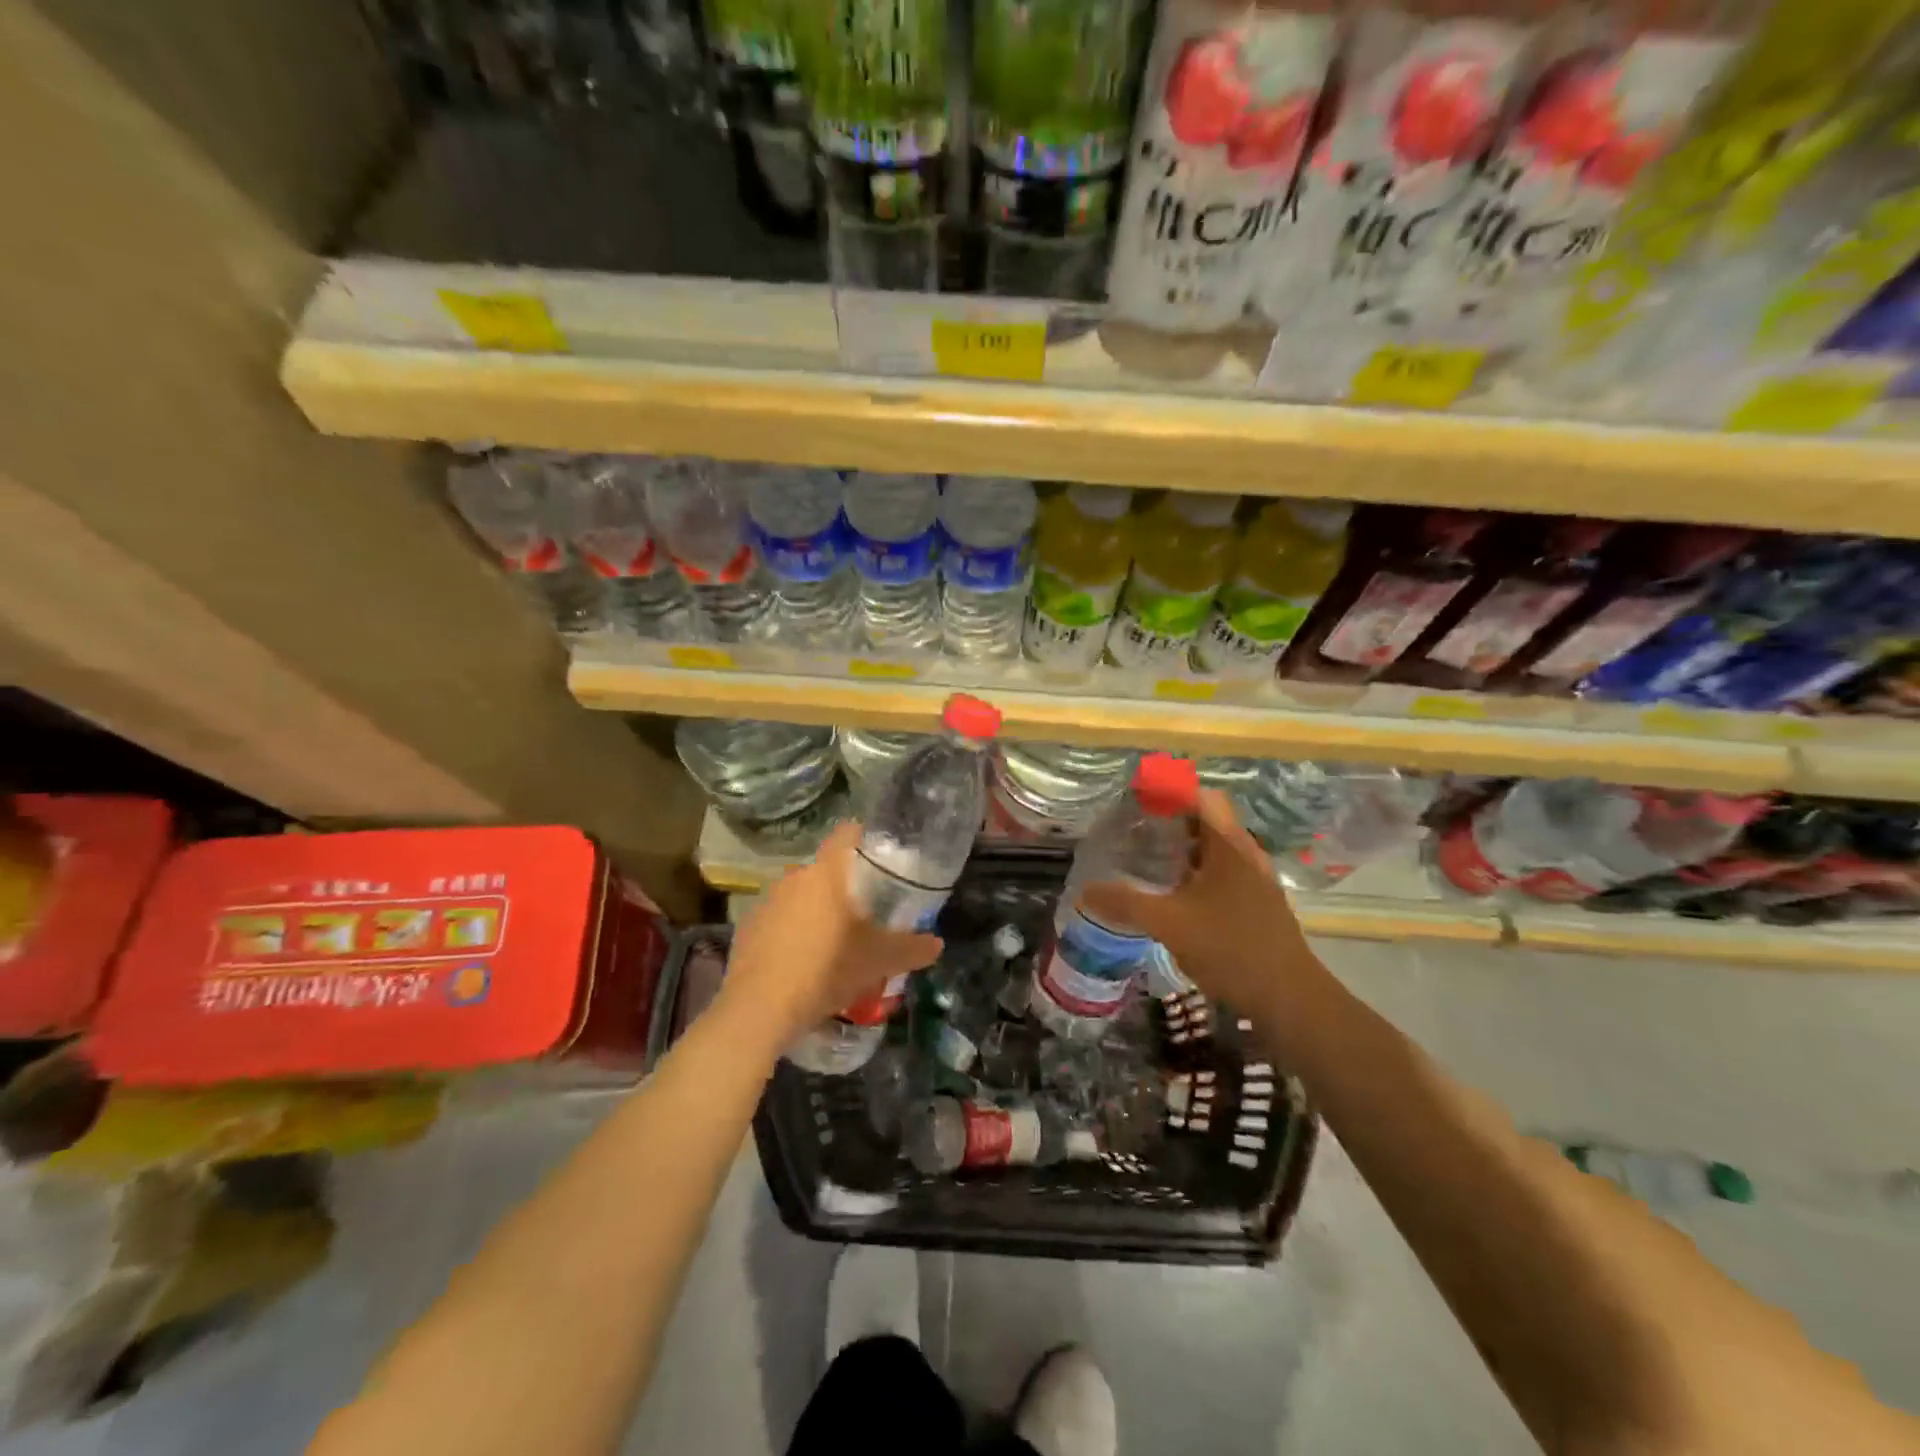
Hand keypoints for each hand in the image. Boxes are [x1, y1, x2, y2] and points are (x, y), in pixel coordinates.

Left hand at [720, 822, 943, 1047]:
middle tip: (868, 909)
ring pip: (803, 894)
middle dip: (847, 885)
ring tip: (837, 939)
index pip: (848, 833)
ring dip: (819, 909)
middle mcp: (795, 876)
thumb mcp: (879, 961)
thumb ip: (912, 948)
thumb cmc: (826, 969)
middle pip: (827, 868)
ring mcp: (767, 900)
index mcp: (827, 872)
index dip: (866, 838)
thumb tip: (937, 943)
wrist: (760, 1008)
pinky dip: (794, 930)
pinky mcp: (748, 926)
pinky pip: (780, 918)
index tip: (882, 856)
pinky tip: (804, 959)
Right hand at [1079, 790, 1318, 1021]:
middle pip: (1210, 820)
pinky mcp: (1260, 906)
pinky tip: (1178, 896)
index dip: (1171, 790)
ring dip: (1187, 848)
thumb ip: (1125, 904)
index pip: (1202, 796)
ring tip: (1152, 860)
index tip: (1140, 797)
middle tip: (1138, 828)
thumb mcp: (1169, 924)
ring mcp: (1257, 882)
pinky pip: (1225, 874)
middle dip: (1174, 819)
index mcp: (1229, 846)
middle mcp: (1247, 855)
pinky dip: (1199, 873)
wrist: (1290, 999)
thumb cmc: (1230, 948)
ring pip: (1218, 849)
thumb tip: (1085, 892)